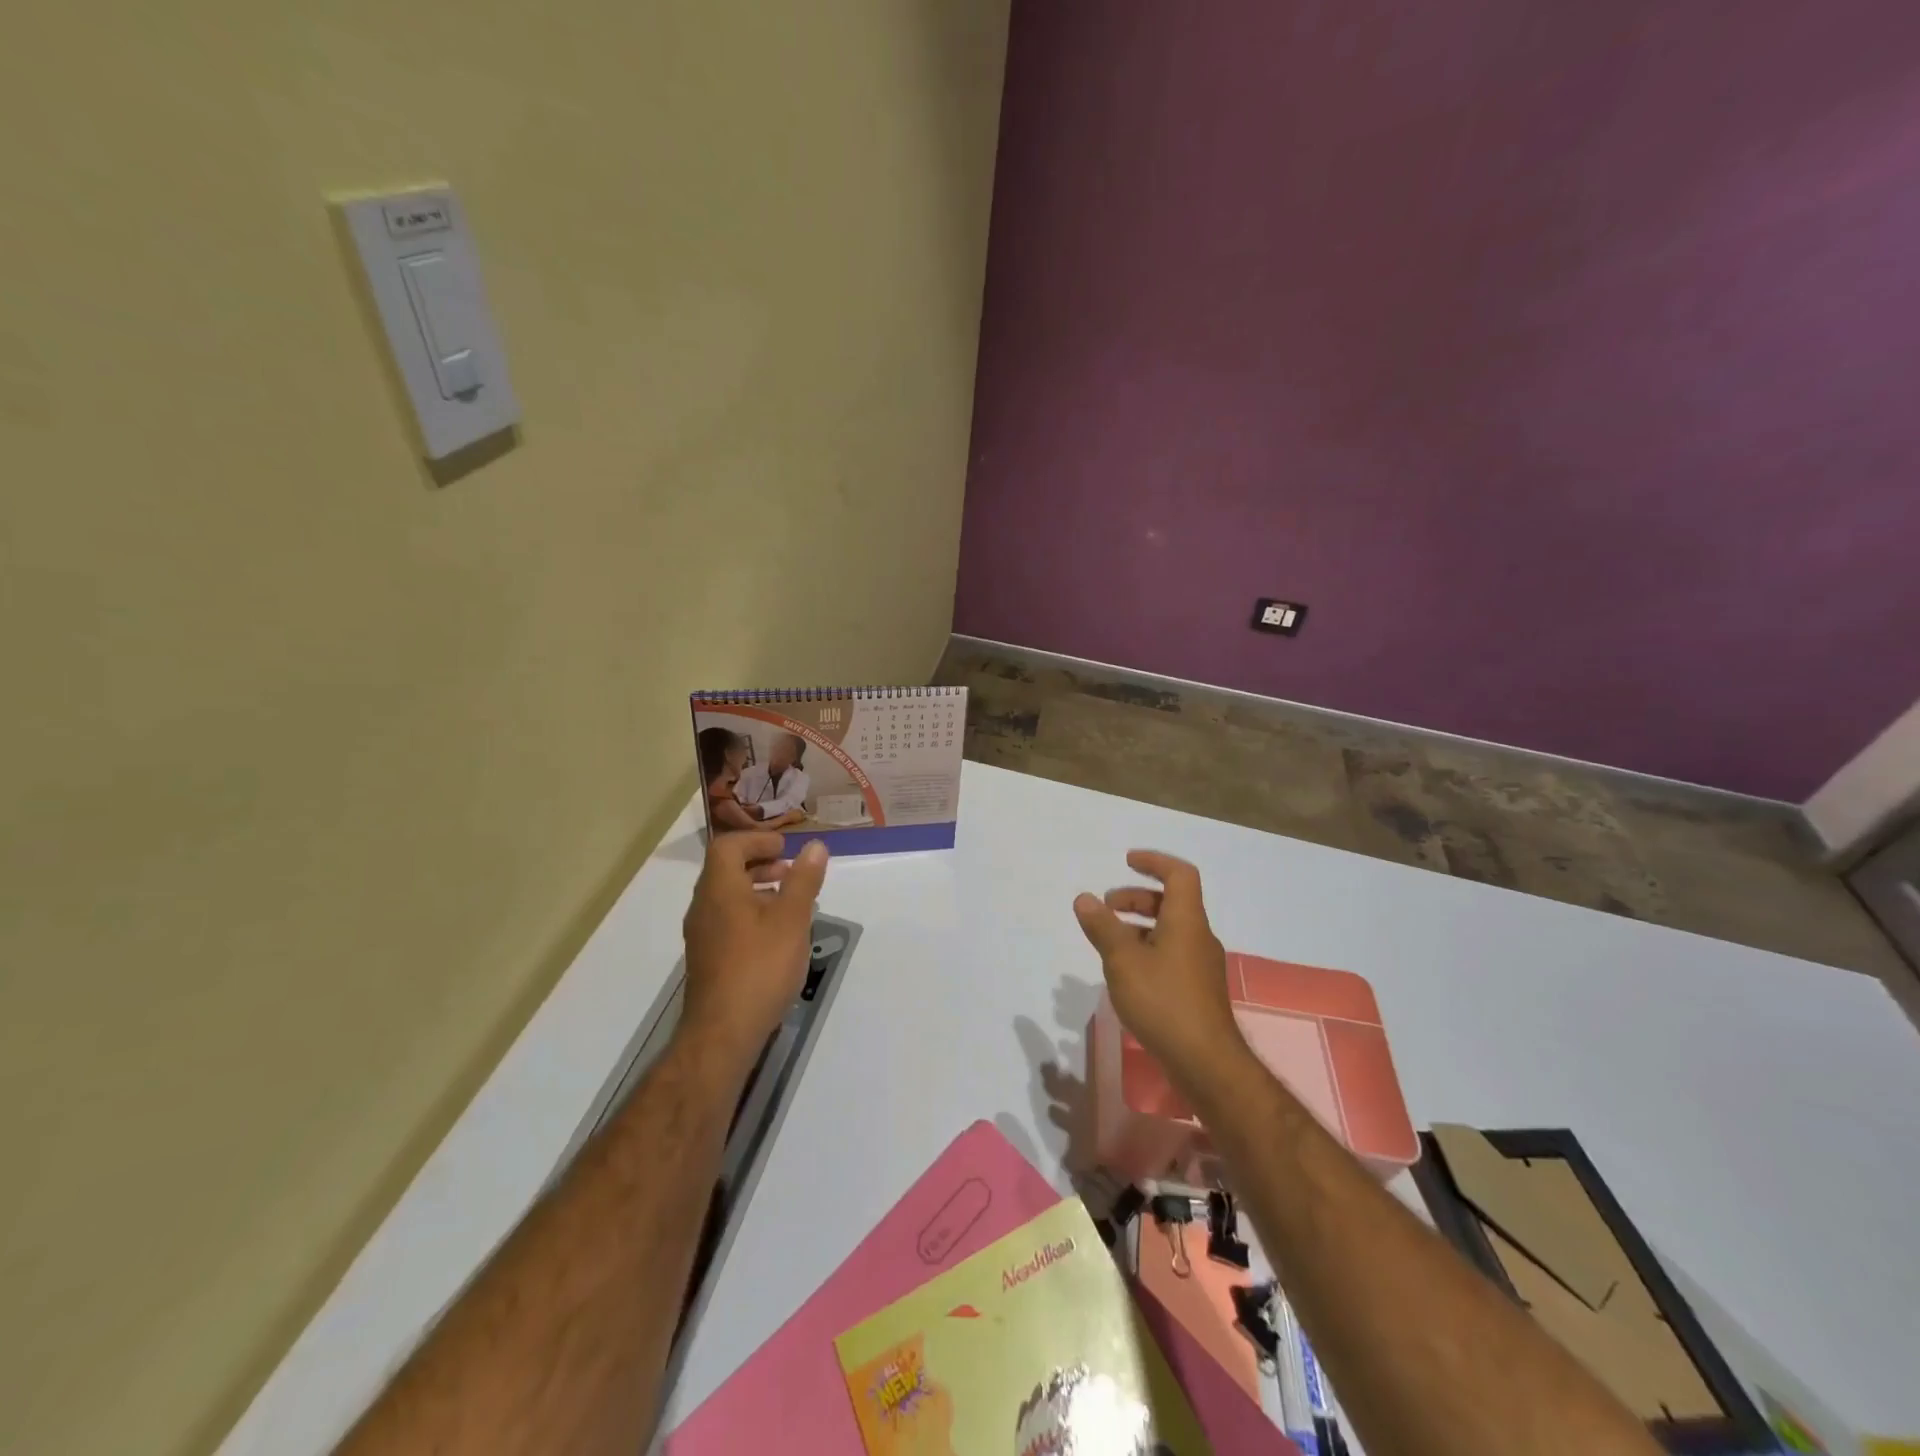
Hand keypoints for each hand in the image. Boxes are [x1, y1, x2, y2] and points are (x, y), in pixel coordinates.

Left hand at [681, 832, 828, 1067]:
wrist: (722, 1033)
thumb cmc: (760, 967)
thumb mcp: (792, 919)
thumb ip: (803, 880)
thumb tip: (815, 846)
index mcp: (719, 889)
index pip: (728, 846)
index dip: (757, 839)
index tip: (786, 847)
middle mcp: (704, 907)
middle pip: (726, 870)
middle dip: (760, 863)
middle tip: (791, 871)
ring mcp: (702, 935)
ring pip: (728, 897)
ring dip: (757, 890)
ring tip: (791, 903)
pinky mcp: (708, 959)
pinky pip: (728, 921)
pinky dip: (752, 914)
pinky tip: (777, 936)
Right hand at [1073, 851, 1247, 1093]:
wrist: (1206, 1062)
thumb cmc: (1164, 1001)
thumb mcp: (1122, 961)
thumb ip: (1102, 927)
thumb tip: (1084, 898)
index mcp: (1186, 920)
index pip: (1179, 874)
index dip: (1154, 861)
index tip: (1127, 861)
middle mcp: (1198, 936)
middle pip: (1172, 902)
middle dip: (1137, 897)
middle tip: (1107, 905)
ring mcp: (1201, 965)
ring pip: (1170, 930)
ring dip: (1139, 926)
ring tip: (1109, 941)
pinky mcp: (1197, 990)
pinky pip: (1171, 954)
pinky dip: (1147, 949)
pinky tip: (1126, 974)